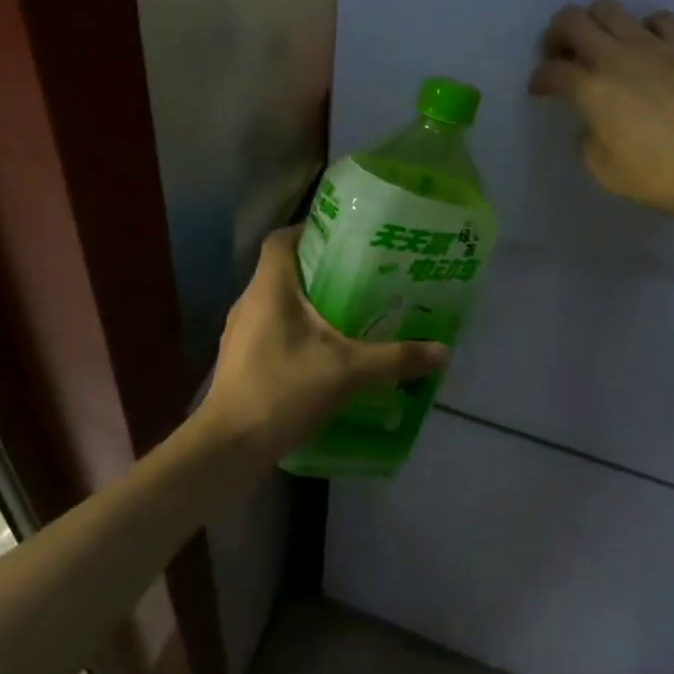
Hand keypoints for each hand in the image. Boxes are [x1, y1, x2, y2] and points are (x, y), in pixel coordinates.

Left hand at [195, 227, 448, 467]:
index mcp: (269, 288)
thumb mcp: (348, 371)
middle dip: (317, 267)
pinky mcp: (239, 358)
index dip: (308, 229)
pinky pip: (269, 328)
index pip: (280, 239)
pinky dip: (294, 329)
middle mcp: (249, 301)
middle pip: (281, 268)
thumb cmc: (284, 390)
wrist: (230, 445)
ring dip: (306, 301)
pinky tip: (321, 351)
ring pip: (275, 301)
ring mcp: (239, 331)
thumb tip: (443, 351)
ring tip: (345, 309)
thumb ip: (395, 358)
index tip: (342, 235)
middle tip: (358, 273)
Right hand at [529, 0, 673, 222]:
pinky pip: (657, 18)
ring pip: (610, 9)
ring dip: (595, 24)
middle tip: (560, 54)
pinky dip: (643, 29)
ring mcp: (657, 44)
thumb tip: (593, 124)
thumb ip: (589, 142)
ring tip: (602, 47)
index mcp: (593, 91)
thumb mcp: (608, 173)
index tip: (540, 89)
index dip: (539, 79)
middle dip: (557, 35)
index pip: (552, 71)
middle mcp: (619, 57)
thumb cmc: (669, 176)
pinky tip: (650, 48)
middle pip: (572, 21)